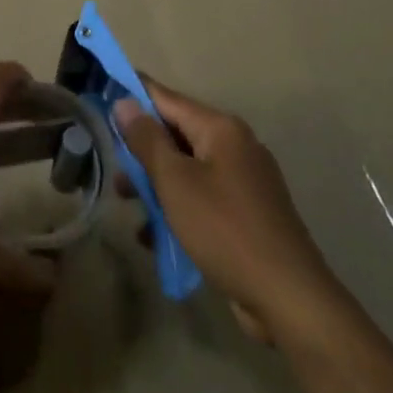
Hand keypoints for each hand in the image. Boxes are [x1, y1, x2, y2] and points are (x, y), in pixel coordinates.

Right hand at [115, 77, 334, 343]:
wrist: (289, 299)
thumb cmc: (224, 229)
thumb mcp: (175, 181)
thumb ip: (147, 140)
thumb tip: (124, 102)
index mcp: (221, 129)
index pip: (166, 98)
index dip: (133, 95)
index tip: (102, 93)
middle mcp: (236, 147)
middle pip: (176, 135)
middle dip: (142, 152)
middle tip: (113, 169)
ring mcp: (245, 182)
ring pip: (187, 170)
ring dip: (156, 185)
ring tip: (128, 206)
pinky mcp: (248, 215)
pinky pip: (202, 198)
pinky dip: (178, 209)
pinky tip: (155, 236)